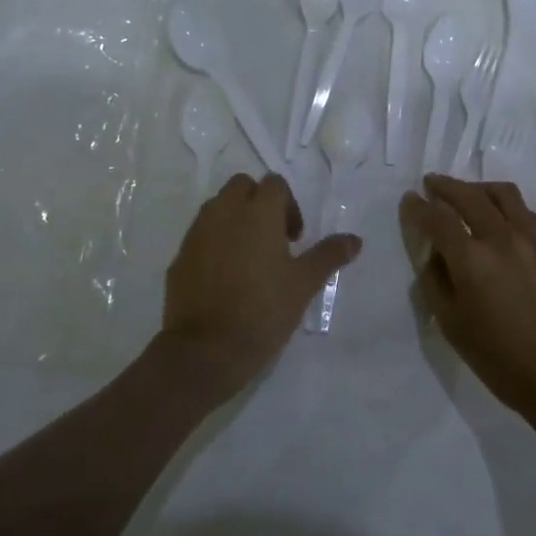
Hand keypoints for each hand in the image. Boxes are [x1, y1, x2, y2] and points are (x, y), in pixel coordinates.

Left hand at [159, 172, 361, 397]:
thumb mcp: (303, 284)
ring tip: (248, 257)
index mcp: (258, 212)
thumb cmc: (262, 311)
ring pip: (218, 207)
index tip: (294, 239)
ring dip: (235, 219)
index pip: (275, 183)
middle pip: (242, 186)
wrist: (204, 352)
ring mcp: (198, 232)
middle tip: (272, 239)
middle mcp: (225, 212)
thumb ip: (328, 255)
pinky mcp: (180, 256)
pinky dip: (214, 242)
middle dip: (258, 202)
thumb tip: (355, 239)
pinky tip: (225, 276)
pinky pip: (201, 234)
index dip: (289, 205)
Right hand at [400, 175, 535, 420]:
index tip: (409, 200)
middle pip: (469, 196)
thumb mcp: (451, 325)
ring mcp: (530, 240)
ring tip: (467, 193)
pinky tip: (500, 216)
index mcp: (471, 259)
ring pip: (503, 194)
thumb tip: (432, 254)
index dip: (419, 207)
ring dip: (478, 187)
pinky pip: (526, 212)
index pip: (437, 219)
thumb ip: (435, 282)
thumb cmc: (498, 357)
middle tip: (431, 184)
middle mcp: (500, 238)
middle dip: (445, 186)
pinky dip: (506, 204)